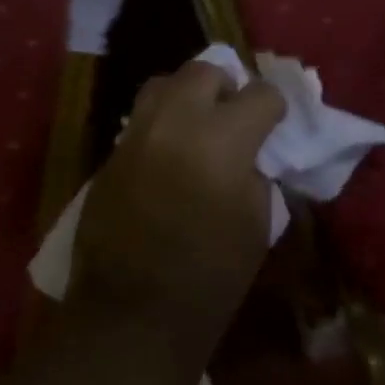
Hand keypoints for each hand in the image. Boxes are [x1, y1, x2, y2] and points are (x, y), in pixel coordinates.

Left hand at [69, 58, 285, 344]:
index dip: (274, 107)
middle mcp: (176, 121)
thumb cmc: (210, 276)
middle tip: (232, 117)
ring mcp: (137, 134)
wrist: (132, 314)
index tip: (274, 123)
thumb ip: (255, 172)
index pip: (260, 94)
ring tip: (196, 127)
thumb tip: (248, 153)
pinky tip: (167, 157)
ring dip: (187, 97)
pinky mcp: (110, 154)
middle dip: (226, 88)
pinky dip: (160, 125)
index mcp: (223, 138)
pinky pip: (140, 120)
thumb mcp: (256, 222)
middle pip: (204, 71)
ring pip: (163, 84)